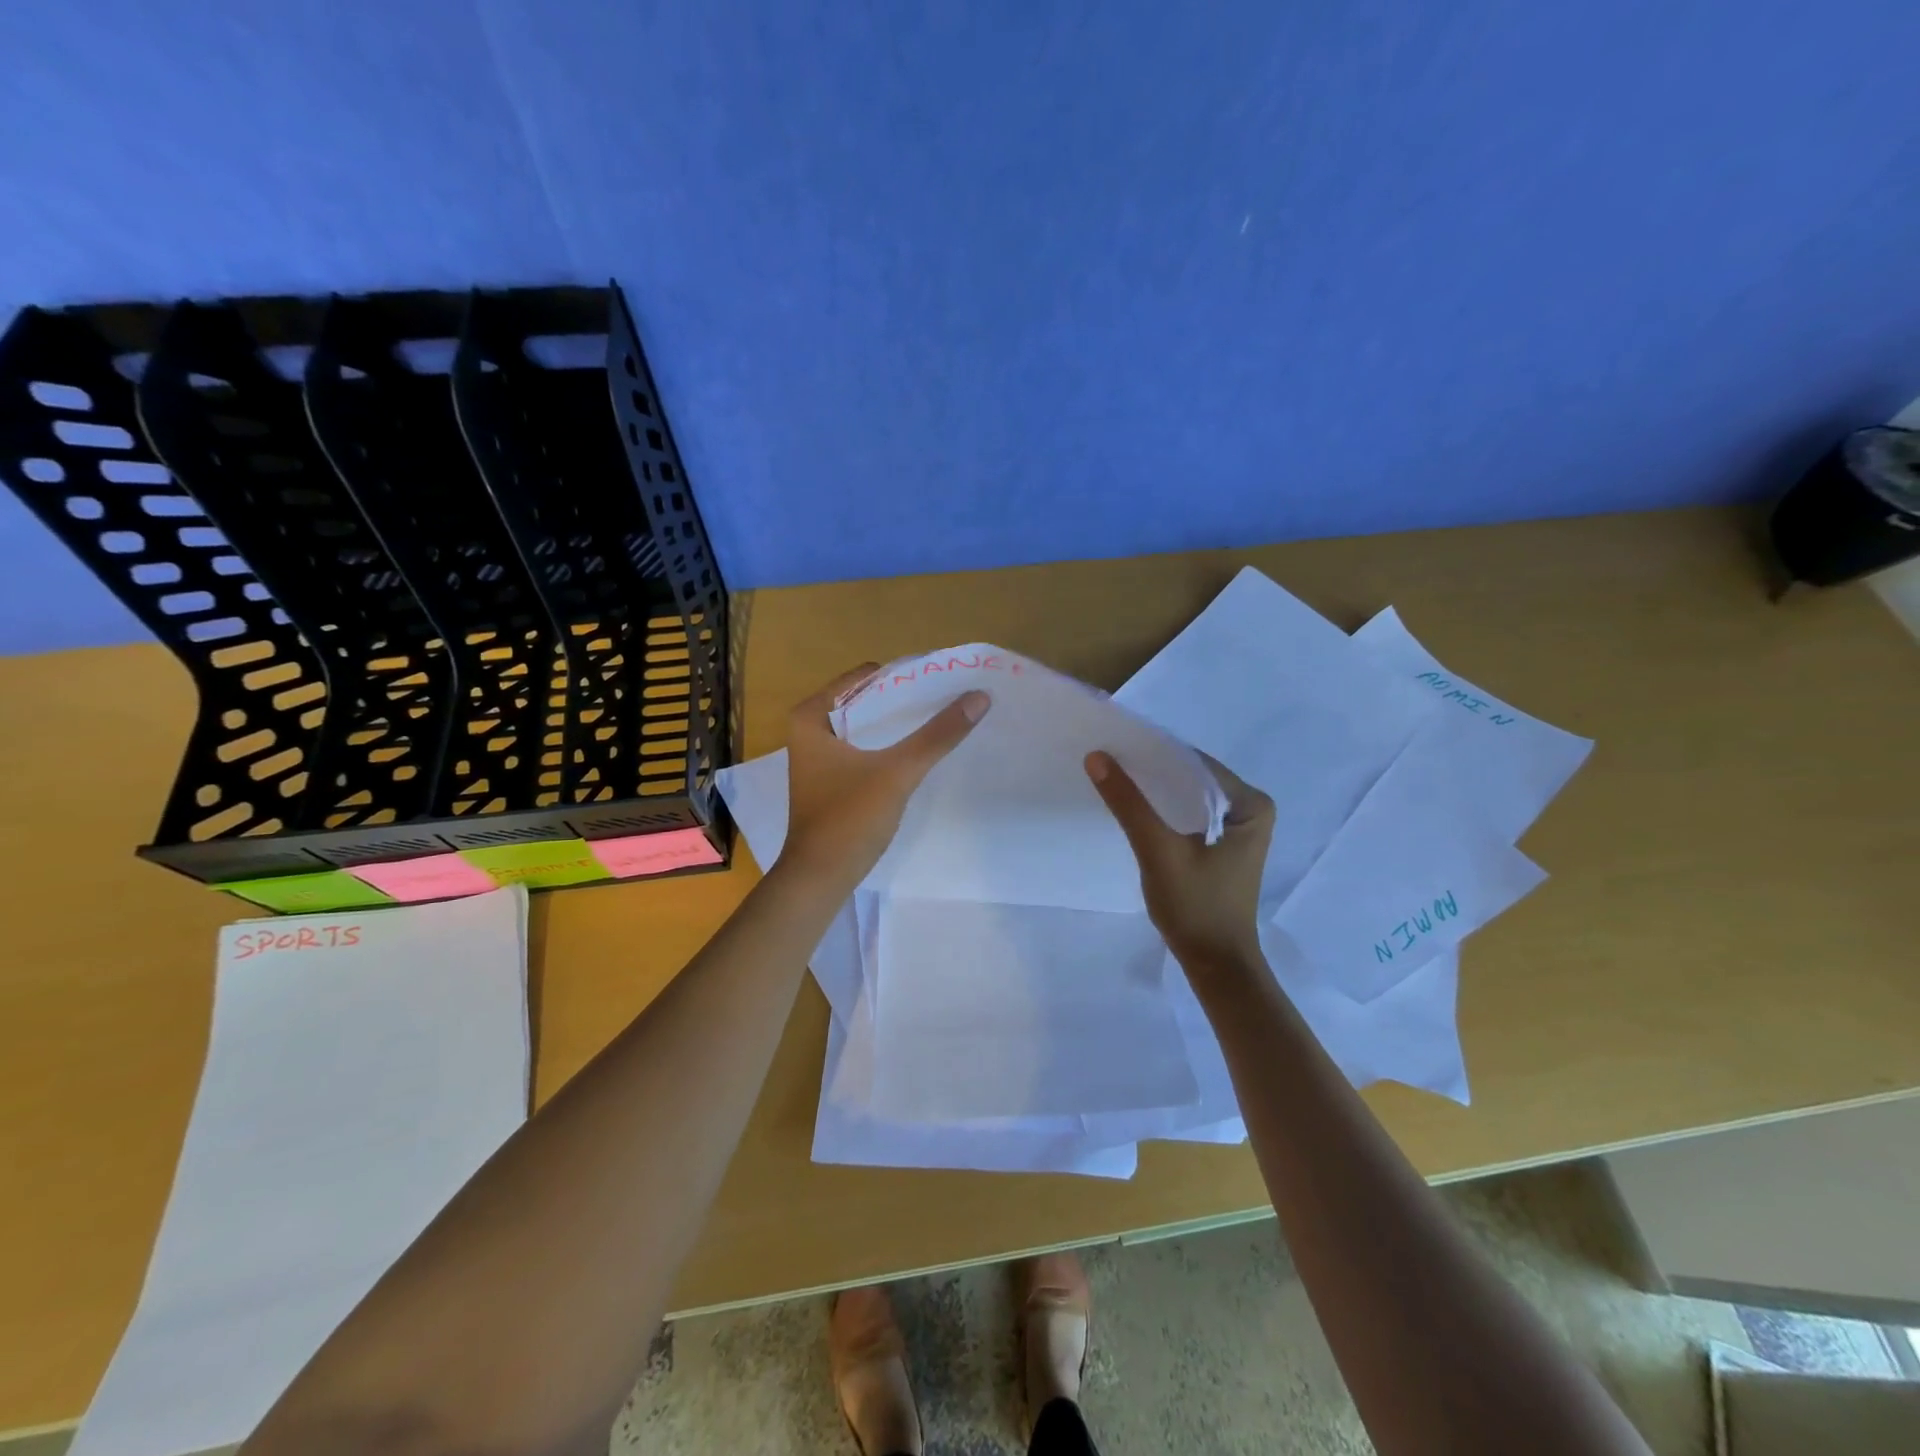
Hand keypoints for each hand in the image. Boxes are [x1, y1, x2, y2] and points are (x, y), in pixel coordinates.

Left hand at [781, 663, 989, 887]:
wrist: (820, 878)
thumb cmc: (849, 818)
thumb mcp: (898, 772)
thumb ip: (938, 734)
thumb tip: (979, 696)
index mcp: (812, 717)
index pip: (864, 678)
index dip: (904, 676)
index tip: (941, 679)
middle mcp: (810, 730)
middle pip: (867, 701)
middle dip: (905, 700)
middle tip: (949, 697)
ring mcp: (820, 757)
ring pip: (868, 727)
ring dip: (900, 725)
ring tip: (943, 718)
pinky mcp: (832, 780)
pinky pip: (866, 749)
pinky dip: (891, 746)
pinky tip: (921, 751)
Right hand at [1085, 749, 1274, 971]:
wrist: (1215, 965)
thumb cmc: (1195, 907)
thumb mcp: (1158, 851)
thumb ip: (1129, 803)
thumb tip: (1096, 757)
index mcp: (1250, 804)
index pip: (1195, 764)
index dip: (1154, 754)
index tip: (1116, 747)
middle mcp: (1251, 809)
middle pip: (1192, 779)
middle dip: (1154, 772)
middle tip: (1109, 761)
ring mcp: (1239, 830)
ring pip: (1188, 798)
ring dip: (1156, 792)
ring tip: (1116, 779)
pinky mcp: (1223, 847)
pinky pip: (1189, 816)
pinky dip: (1164, 812)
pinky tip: (1136, 810)